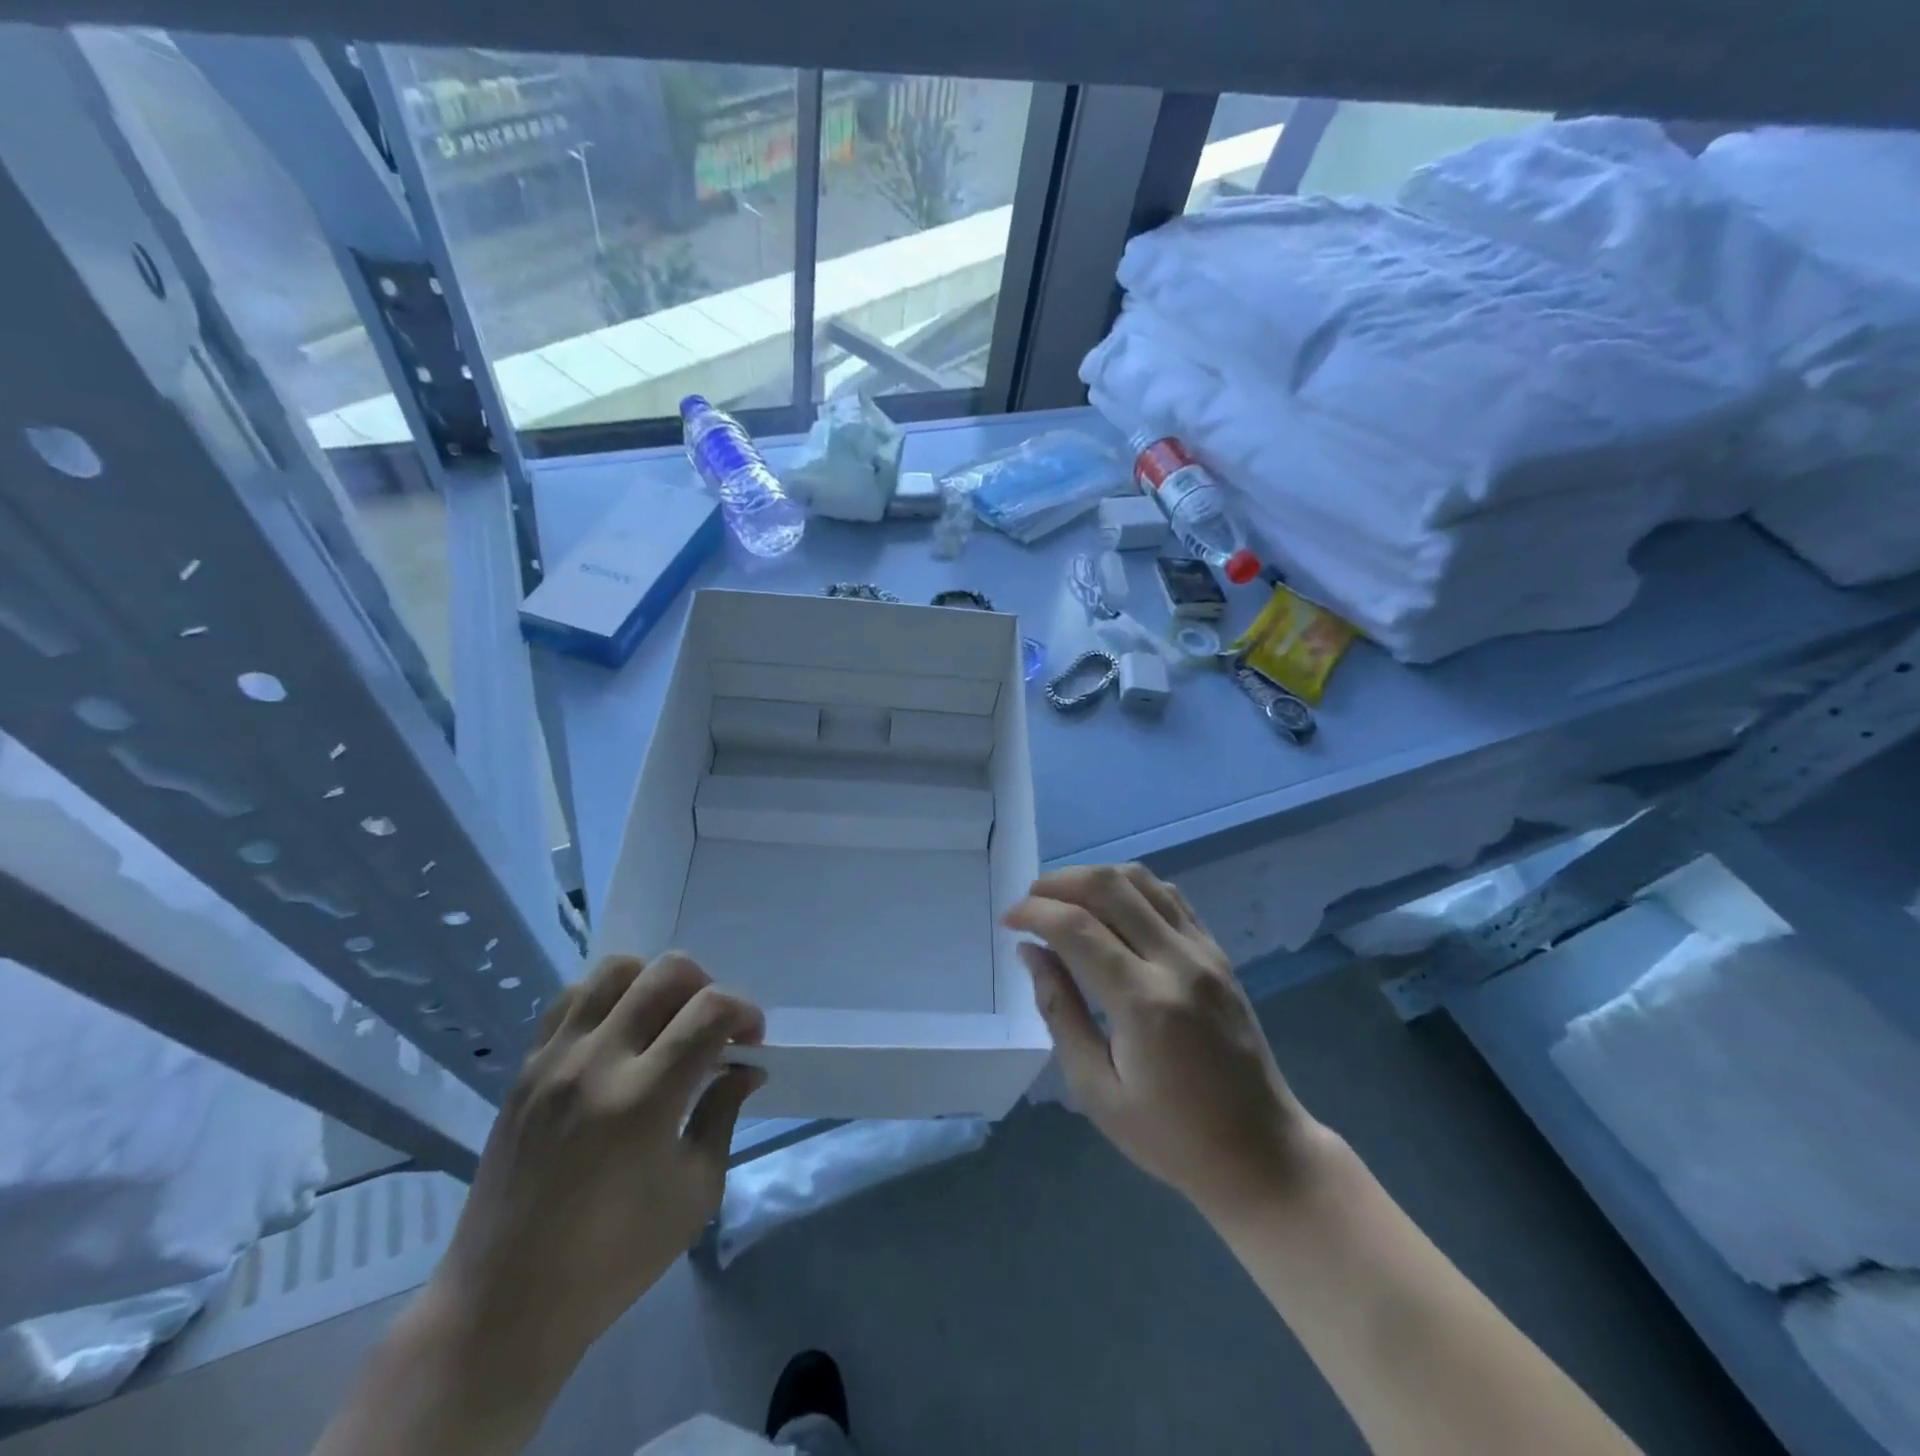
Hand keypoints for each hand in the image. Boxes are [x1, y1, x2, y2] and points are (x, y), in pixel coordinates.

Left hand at [425, 953, 764, 1382]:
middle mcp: (597, 1063)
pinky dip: (608, 998)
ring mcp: (554, 1059)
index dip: (745, 1012)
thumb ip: (723, 1113)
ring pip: (616, 970)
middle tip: (712, 1030)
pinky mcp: (525, 1068)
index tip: (750, 1042)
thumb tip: (745, 1066)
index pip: (711, 1010)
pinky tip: (619, 1035)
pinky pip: (571, 998)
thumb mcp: (694, 1192)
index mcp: (644, 1100)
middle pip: (667, 972)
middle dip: (708, 987)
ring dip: (655, 983)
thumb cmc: (613, 1260)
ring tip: (665, 1023)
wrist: (502, 1305)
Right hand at [1005, 865, 1331, 1222]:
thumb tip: (1030, 953)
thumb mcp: (1096, 1090)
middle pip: (1109, 887)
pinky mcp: (1219, 953)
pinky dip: (1131, 887)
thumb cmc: (1170, 1137)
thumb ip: (1059, 1012)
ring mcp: (1204, 952)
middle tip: (1029, 902)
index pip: (1077, 928)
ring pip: (1141, 880)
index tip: (1008, 920)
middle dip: (1059, 883)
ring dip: (1094, 877)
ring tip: (1062, 898)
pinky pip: (1170, 896)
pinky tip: (1109, 905)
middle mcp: (1177, 962)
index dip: (1034, 914)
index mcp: (1144, 1002)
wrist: (1261, 1153)